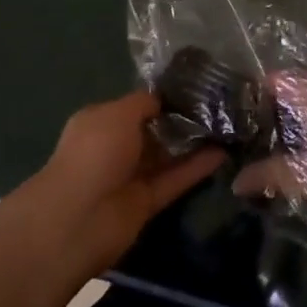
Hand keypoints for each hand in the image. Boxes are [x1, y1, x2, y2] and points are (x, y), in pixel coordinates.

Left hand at [25, 92, 222, 278]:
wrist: (79, 218)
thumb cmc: (95, 152)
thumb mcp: (118, 113)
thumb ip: (144, 103)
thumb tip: (163, 100)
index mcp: (101, 122)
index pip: (137, 106)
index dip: (163, 98)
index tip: (195, 88)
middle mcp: (115, 148)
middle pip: (154, 131)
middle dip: (182, 119)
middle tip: (219, 105)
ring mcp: (131, 176)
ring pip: (167, 156)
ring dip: (194, 144)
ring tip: (227, 126)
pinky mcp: (147, 202)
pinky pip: (175, 179)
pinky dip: (197, 168)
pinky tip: (223, 152)